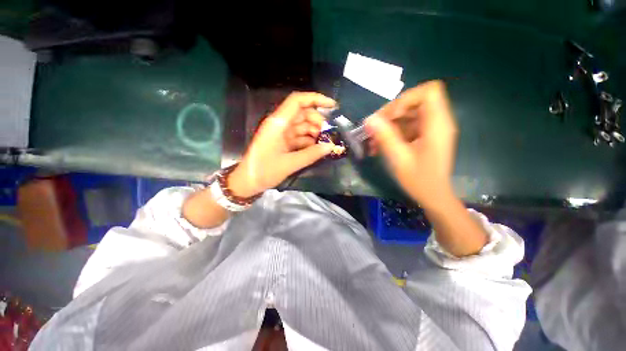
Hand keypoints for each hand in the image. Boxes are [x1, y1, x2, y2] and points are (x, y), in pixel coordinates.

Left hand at [229, 92, 336, 196]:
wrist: (248, 182)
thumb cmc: (264, 171)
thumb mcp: (290, 163)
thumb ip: (311, 154)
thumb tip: (330, 146)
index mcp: (278, 123)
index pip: (297, 102)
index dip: (315, 99)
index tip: (332, 106)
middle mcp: (280, 124)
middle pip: (302, 113)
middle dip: (317, 121)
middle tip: (329, 134)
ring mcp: (281, 133)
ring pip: (302, 126)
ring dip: (314, 132)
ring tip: (325, 142)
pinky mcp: (283, 142)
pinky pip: (299, 137)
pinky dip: (309, 141)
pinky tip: (317, 148)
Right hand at [365, 80, 457, 208]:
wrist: (433, 195)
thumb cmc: (419, 180)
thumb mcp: (399, 158)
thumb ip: (385, 137)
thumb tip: (369, 119)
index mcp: (437, 124)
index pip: (428, 92)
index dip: (406, 99)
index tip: (389, 116)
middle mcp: (437, 122)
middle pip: (414, 102)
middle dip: (391, 113)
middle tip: (374, 128)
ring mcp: (431, 129)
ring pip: (407, 114)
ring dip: (388, 125)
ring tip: (372, 140)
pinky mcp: (424, 135)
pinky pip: (406, 126)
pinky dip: (392, 133)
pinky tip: (379, 145)